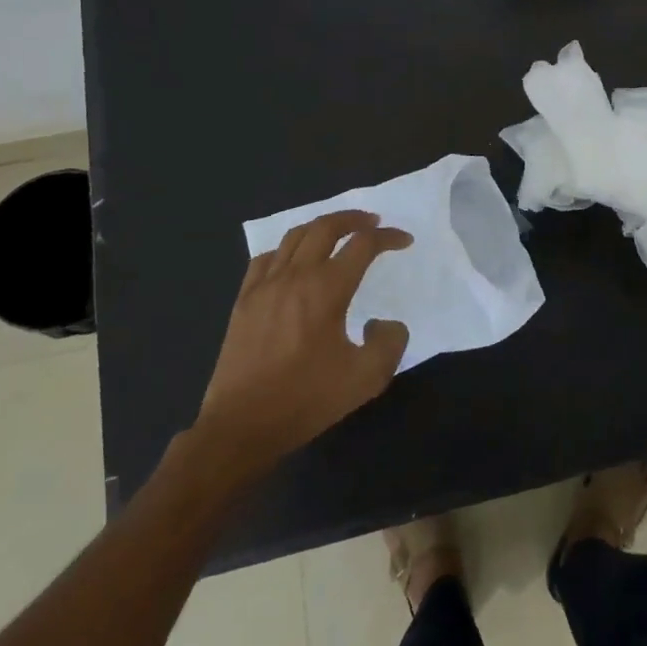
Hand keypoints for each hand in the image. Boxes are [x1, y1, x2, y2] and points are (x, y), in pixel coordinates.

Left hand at [197, 210, 411, 462]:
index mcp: (326, 289)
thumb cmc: (306, 400)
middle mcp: (295, 276)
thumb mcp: (366, 378)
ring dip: (321, 227)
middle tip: (373, 222)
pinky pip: (266, 258)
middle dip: (354, 219)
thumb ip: (390, 342)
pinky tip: (294, 260)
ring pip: (294, 236)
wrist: (241, 426)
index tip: (404, 241)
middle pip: (325, 227)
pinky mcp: (244, 301)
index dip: (388, 238)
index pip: (363, 245)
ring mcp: (264, 286)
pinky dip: (288, 249)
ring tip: (338, 233)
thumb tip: (382, 322)